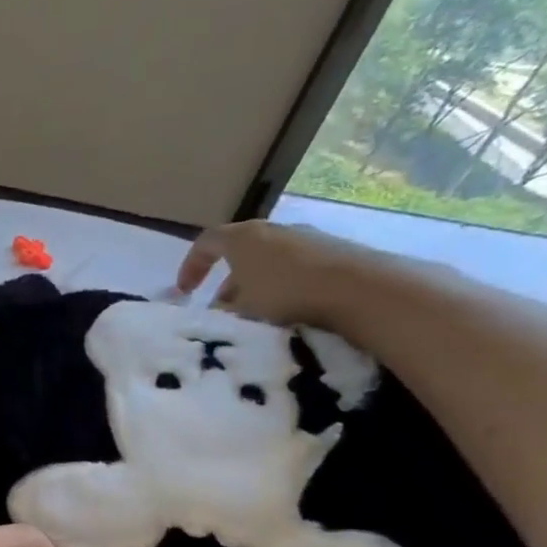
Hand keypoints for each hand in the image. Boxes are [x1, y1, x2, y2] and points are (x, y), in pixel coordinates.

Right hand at [175, 220, 395, 327]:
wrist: (363, 289)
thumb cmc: (286, 294)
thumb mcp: (241, 309)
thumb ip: (222, 310)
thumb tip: (217, 312)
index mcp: (243, 237)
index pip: (205, 243)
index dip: (190, 266)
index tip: (183, 292)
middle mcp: (274, 230)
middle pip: (239, 252)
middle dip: (225, 281)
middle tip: (220, 309)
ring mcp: (307, 239)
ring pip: (268, 262)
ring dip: (255, 287)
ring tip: (254, 316)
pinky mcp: (333, 252)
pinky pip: (295, 269)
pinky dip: (283, 287)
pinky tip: (289, 313)